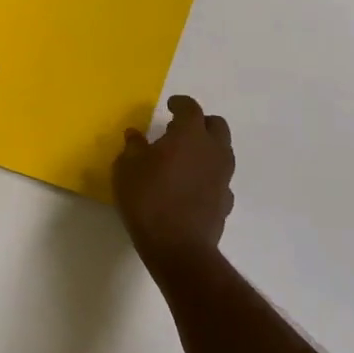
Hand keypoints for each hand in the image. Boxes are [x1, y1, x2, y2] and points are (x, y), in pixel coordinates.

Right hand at [112, 96, 234, 265]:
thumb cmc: (148, 199)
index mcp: (190, 135)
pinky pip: (220, 179)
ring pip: (222, 152)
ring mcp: (223, 177)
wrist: (179, 248)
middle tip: (179, 130)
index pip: (191, 108)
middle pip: (216, 126)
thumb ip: (133, 147)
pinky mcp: (226, 201)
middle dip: (200, 123)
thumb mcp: (127, 169)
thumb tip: (135, 135)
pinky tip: (192, 186)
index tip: (170, 105)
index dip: (180, 104)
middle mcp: (213, 150)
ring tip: (184, 159)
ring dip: (206, 149)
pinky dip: (208, 176)